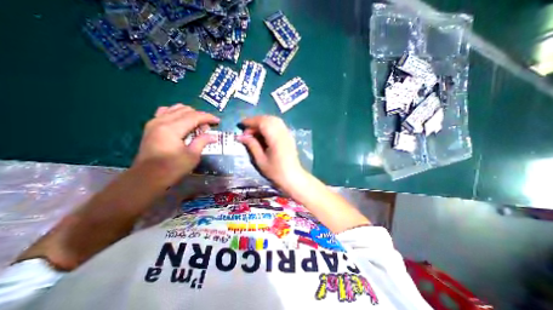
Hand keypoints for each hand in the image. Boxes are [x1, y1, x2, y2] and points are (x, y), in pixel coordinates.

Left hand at [132, 104, 218, 185]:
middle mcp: (162, 121)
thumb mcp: (192, 156)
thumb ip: (202, 141)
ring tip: (197, 124)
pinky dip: (176, 113)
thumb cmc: (172, 168)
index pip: (194, 117)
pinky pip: (165, 112)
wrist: (147, 178)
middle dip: (199, 116)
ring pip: (175, 109)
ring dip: (189, 114)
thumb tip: (214, 136)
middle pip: (185, 111)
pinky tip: (182, 120)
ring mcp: (154, 122)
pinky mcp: (151, 126)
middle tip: (207, 128)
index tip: (218, 121)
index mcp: (172, 129)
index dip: (208, 117)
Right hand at [238, 116, 305, 188]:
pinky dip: (269, 125)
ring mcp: (287, 133)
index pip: (262, 122)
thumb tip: (240, 136)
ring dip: (262, 122)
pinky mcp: (289, 136)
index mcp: (276, 138)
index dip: (251, 121)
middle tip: (246, 130)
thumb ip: (252, 145)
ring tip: (253, 131)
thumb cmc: (276, 172)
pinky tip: (263, 133)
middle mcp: (283, 132)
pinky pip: (278, 125)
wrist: (293, 178)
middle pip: (268, 119)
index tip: (240, 125)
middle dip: (255, 121)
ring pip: (274, 120)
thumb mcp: (260, 160)